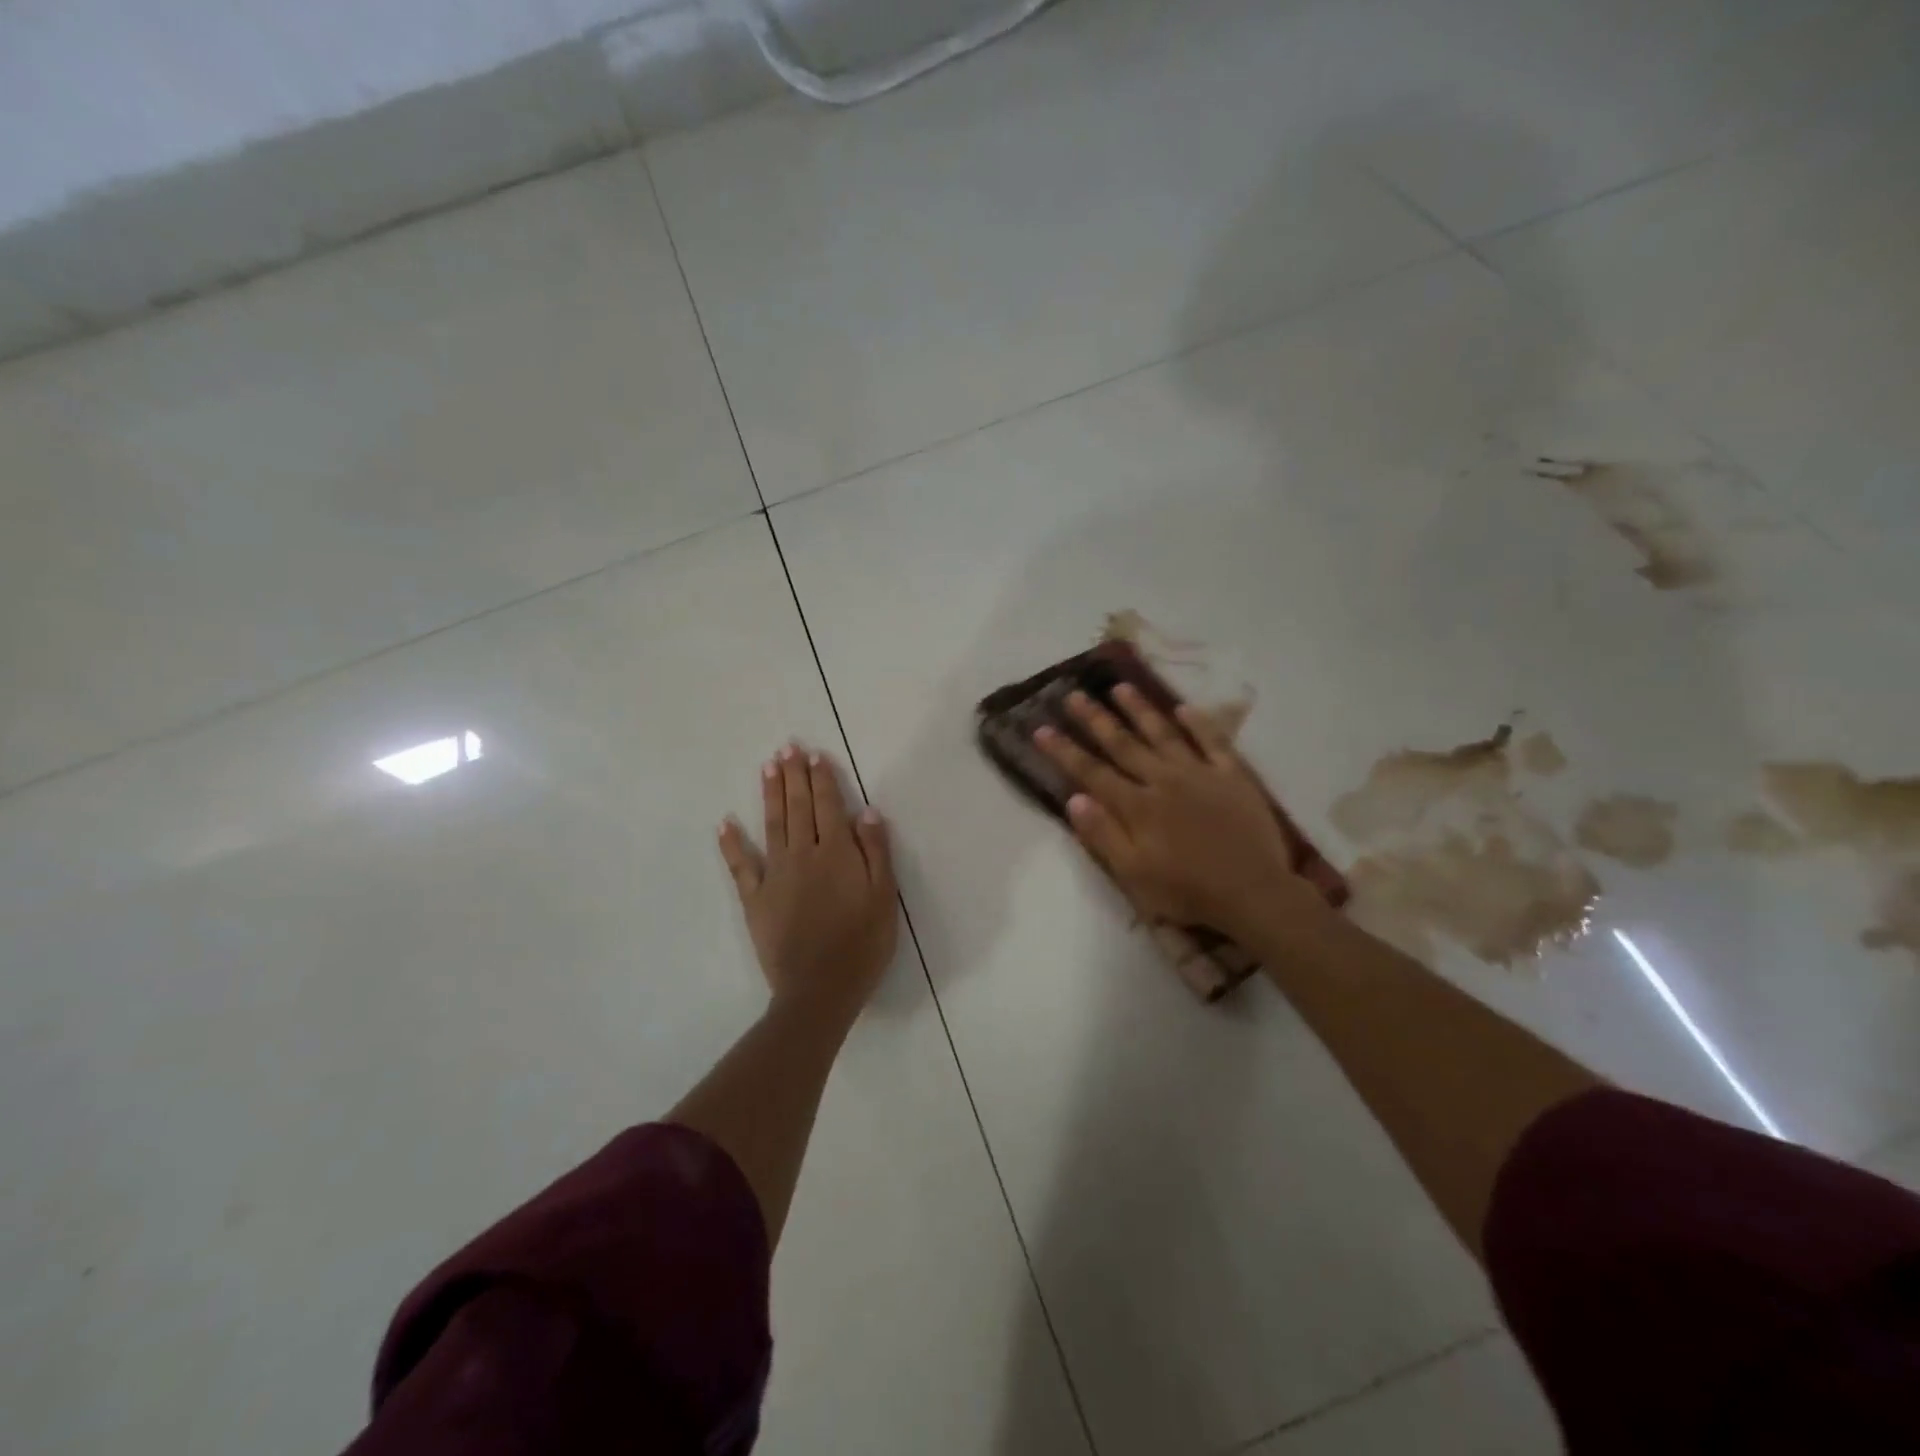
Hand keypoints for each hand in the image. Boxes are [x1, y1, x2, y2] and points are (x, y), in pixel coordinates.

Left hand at [719, 743, 898, 1024]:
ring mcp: (775, 875)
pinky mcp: (755, 899)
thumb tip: (867, 811)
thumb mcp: (884, 898)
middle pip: (798, 807)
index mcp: (837, 853)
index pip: (829, 806)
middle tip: (786, 747)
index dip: (822, 778)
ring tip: (766, 767)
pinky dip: (732, 843)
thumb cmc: (862, 944)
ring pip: (772, 825)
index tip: (815, 754)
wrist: (820, 989)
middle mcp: (803, 855)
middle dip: (793, 775)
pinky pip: (741, 865)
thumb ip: (876, 852)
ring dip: (769, 794)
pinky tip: (725, 822)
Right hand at [1033, 688, 1328, 943]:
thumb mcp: (1134, 874)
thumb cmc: (1188, 890)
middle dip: (1095, 719)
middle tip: (1074, 694)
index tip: (1041, 729)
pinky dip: (1198, 723)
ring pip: (1163, 733)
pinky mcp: (1232, 776)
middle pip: (1123, 744)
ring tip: (1119, 687)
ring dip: (1139, 709)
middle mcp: (1163, 780)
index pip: (1092, 772)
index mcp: (1137, 806)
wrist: (1253, 893)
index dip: (1065, 751)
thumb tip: (1074, 798)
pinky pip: (1213, 742)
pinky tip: (1184, 707)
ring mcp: (1200, 774)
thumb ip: (1103, 834)